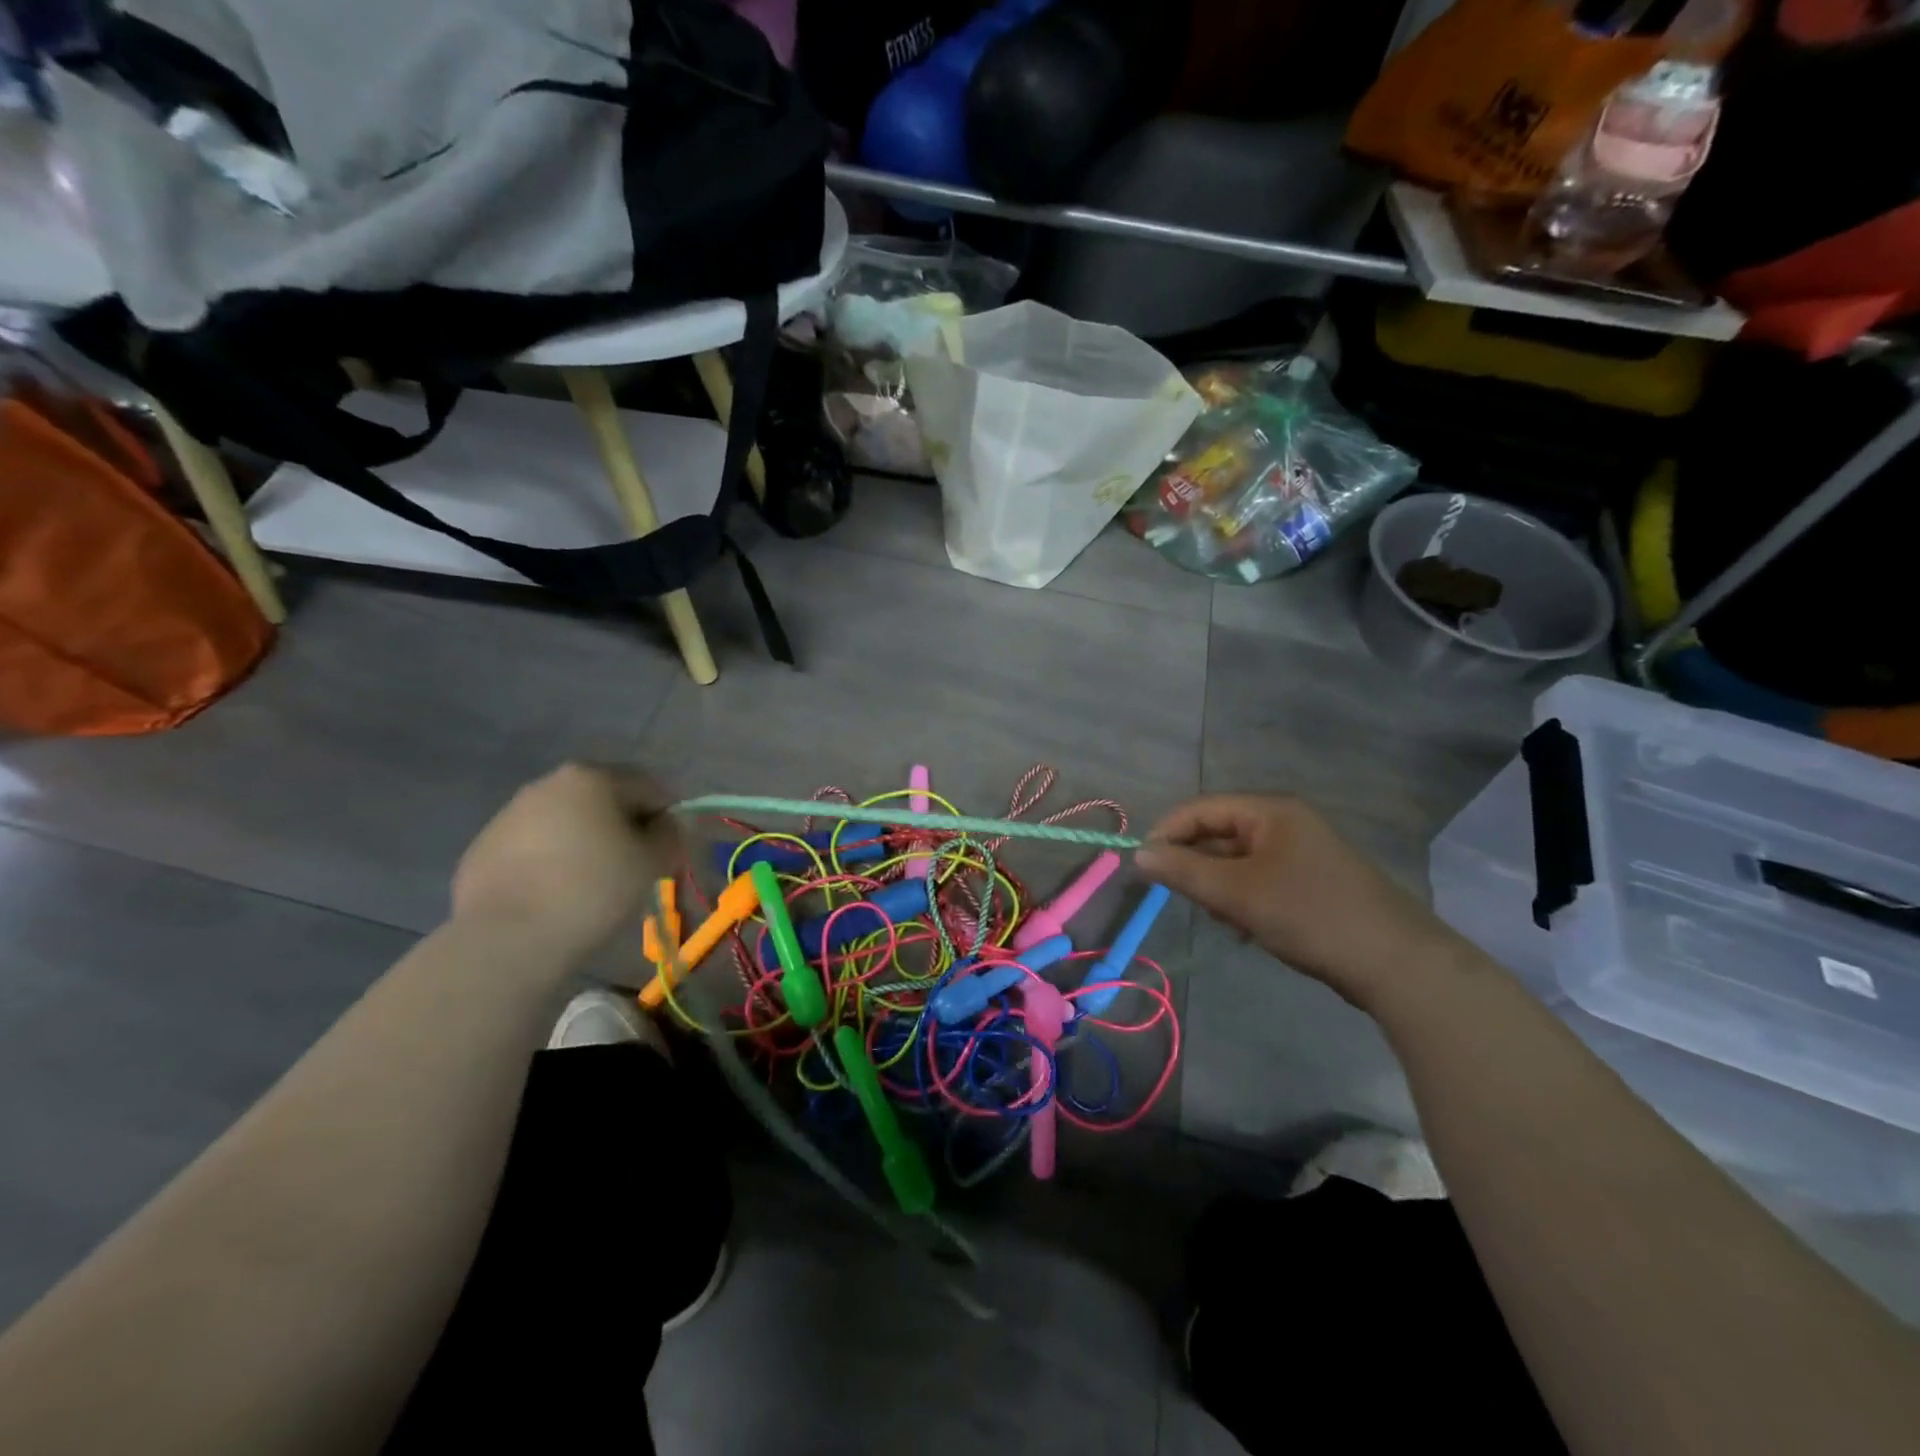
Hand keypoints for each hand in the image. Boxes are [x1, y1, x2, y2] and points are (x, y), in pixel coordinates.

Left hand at [451, 764, 680, 957]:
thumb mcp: (653, 862)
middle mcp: (548, 784)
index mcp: (592, 778)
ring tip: (591, 885)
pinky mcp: (483, 848)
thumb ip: (669, 835)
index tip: (666, 853)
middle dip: (623, 827)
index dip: (666, 819)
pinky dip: (552, 862)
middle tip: (632, 868)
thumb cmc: (592, 891)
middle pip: (604, 799)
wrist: (506, 940)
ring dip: (586, 843)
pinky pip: (534, 846)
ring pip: (567, 822)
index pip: (649, 787)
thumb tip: (663, 826)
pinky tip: (554, 896)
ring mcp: (509, 814)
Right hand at [1135, 795, 1457, 1010]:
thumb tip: (1138, 854)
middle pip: (1218, 833)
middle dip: (1197, 867)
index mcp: (1270, 811)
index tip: (1145, 868)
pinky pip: (1259, 881)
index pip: (1200, 809)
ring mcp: (1301, 853)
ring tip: (1226, 920)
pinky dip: (1244, 900)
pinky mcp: (1311, 882)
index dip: (1167, 833)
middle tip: (1189, 901)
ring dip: (1220, 888)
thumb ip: (1183, 870)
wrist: (1395, 963)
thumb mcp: (1237, 893)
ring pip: (1237, 862)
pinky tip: (1247, 929)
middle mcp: (1285, 823)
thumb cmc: (1309, 915)